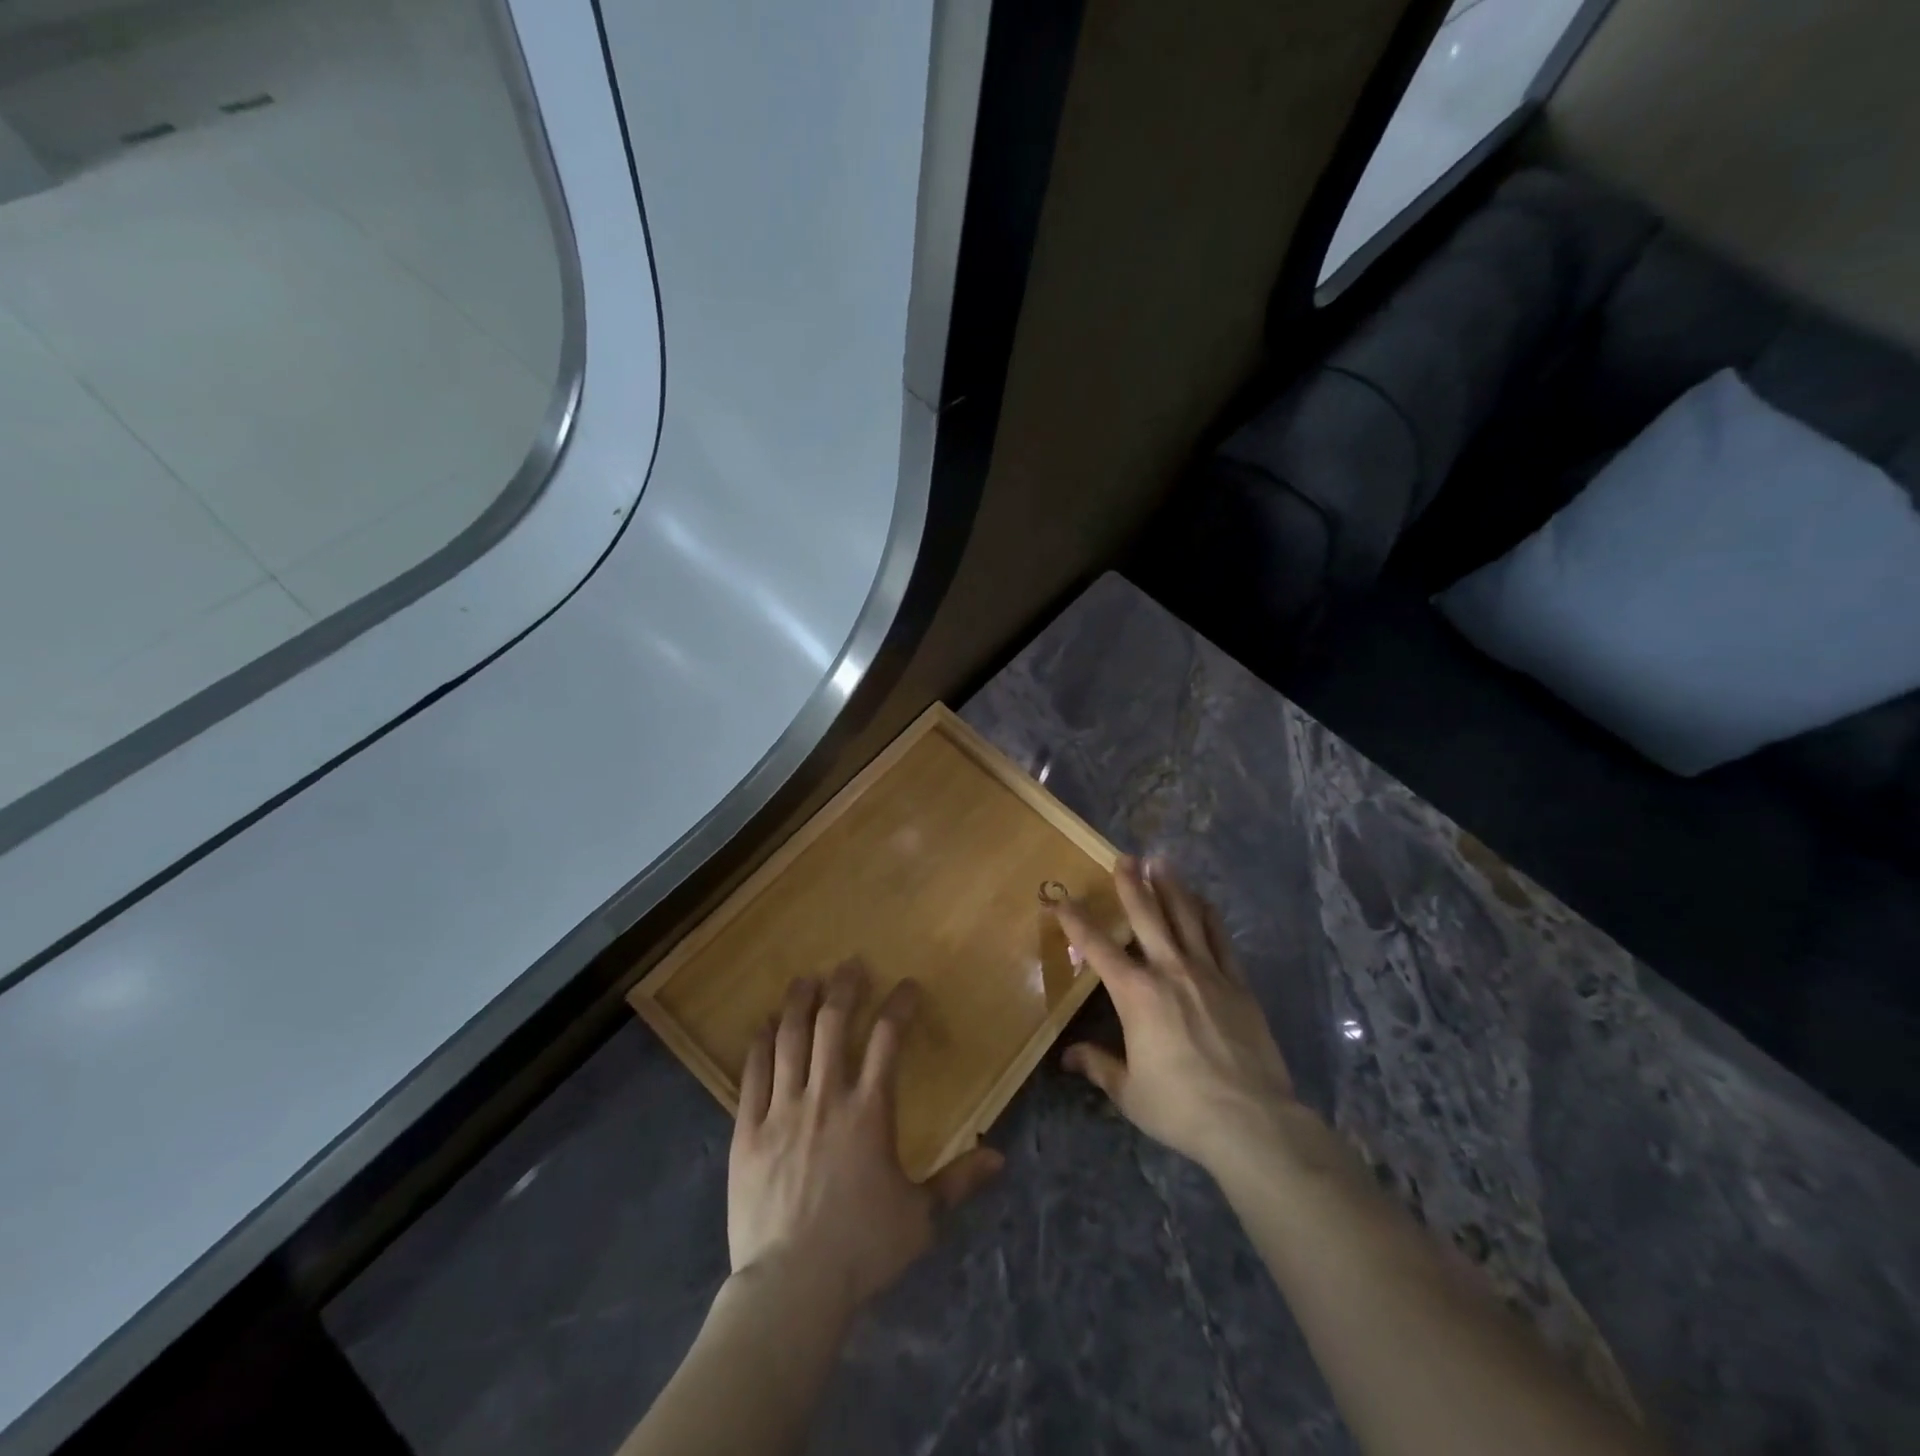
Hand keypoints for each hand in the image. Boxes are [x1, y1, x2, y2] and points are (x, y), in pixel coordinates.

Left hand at [727, 961, 1002, 1314]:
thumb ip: (958, 1181)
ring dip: (799, 1003)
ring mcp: (782, 1110)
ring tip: (805, 979)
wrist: (791, 1288)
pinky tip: (763, 1026)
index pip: (889, 1039)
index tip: (906, 986)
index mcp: (870, 1110)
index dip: (899, 1005)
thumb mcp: (920, 1218)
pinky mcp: (747, 1130)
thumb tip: (1000, 1157)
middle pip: (834, 1024)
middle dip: (844, 988)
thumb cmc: (861, 1249)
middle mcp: (826, 1096)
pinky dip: (759, 1044)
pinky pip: (752, 1074)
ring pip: (790, 1039)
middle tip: (850, 964)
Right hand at [1056, 857, 1300, 1178]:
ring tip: (1161, 862)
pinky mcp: (1238, 984)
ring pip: (1186, 917)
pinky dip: (1208, 916)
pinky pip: (1220, 939)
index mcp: (1135, 993)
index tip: (1060, 898)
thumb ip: (1099, 1065)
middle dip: (1131, 884)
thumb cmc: (1180, 1106)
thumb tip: (1069, 1057)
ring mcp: (1207, 973)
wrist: (1251, 1121)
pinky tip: (1203, 901)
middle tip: (1124, 857)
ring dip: (1171, 887)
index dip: (1075, 920)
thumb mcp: (1129, 1091)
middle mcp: (1169, 970)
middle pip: (1147, 915)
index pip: (1097, 947)